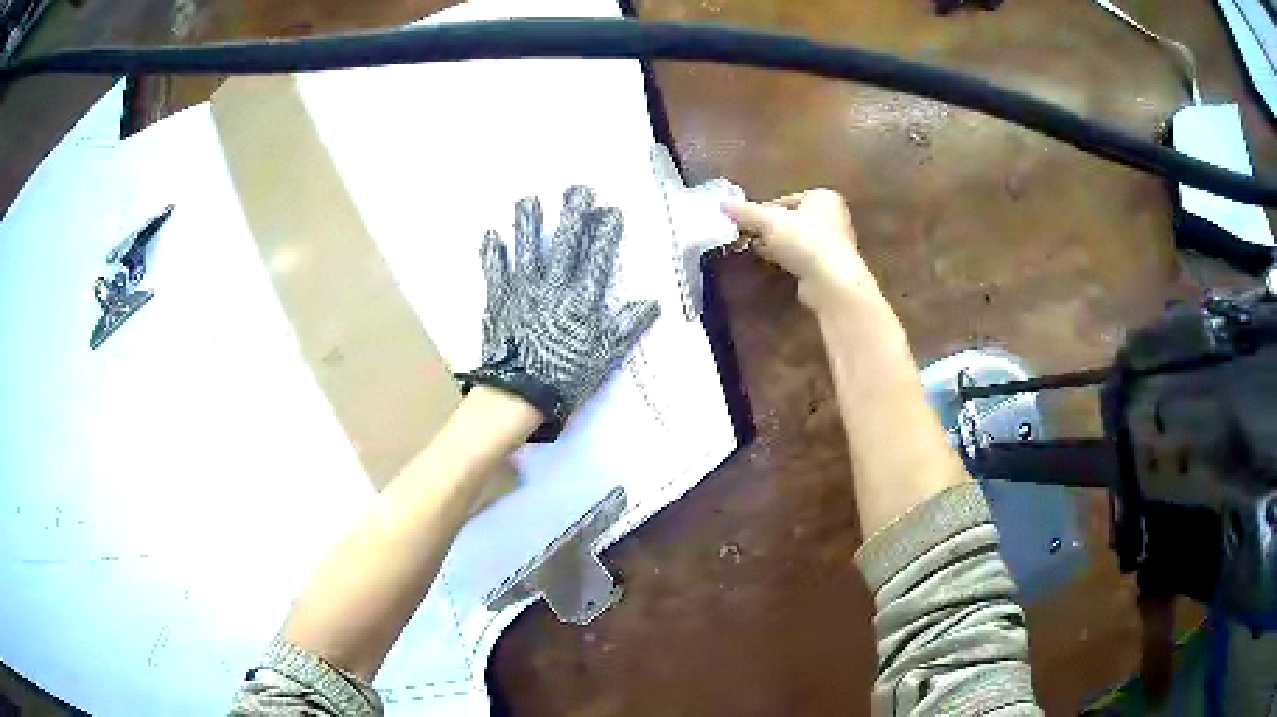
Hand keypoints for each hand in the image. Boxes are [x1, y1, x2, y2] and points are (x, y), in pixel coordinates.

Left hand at [458, 186, 659, 438]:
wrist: (518, 395)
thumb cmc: (565, 377)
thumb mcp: (604, 357)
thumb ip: (626, 327)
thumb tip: (650, 303)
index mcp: (581, 300)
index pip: (598, 258)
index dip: (606, 232)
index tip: (611, 210)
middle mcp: (553, 287)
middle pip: (564, 244)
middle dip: (572, 214)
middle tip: (576, 189)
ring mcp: (523, 291)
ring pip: (527, 249)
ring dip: (528, 224)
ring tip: (529, 200)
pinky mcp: (499, 301)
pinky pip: (495, 271)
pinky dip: (492, 253)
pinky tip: (490, 234)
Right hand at [722, 189, 874, 309]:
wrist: (831, 280)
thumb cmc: (804, 240)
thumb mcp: (769, 221)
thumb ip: (745, 212)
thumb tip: (722, 204)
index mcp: (823, 198)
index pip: (786, 200)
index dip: (765, 211)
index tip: (748, 223)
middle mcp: (834, 217)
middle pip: (792, 221)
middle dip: (771, 230)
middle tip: (750, 238)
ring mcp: (835, 244)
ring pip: (797, 241)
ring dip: (778, 246)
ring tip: (759, 253)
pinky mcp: (831, 268)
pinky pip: (804, 259)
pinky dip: (790, 261)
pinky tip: (777, 267)